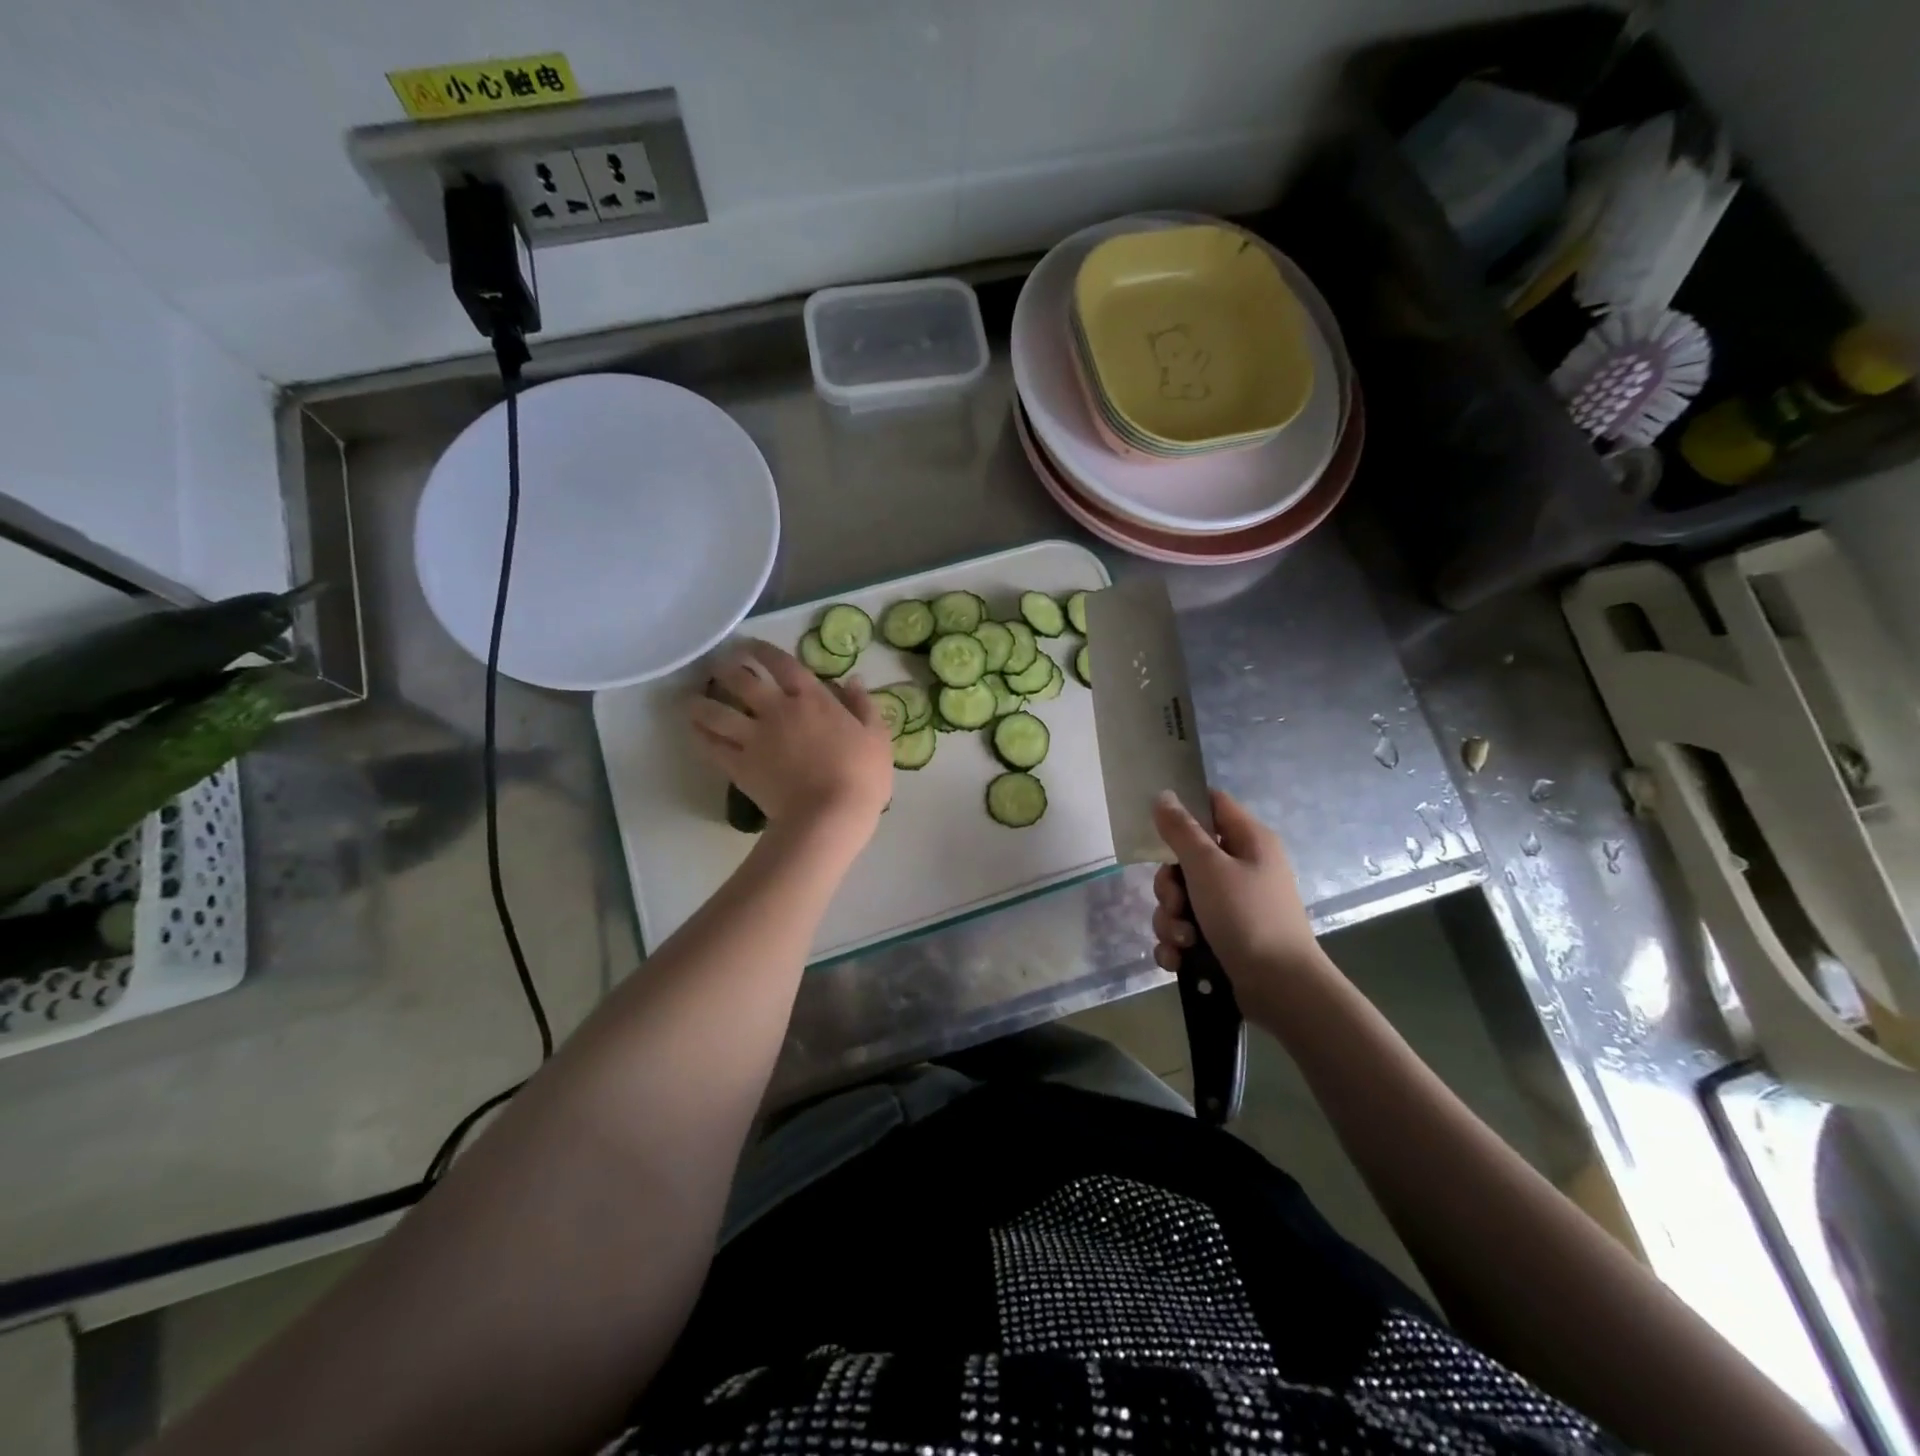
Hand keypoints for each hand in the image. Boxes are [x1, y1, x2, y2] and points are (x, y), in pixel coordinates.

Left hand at [690, 642, 892, 849]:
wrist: (830, 817)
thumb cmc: (862, 776)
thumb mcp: (876, 737)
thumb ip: (864, 705)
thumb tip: (853, 680)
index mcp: (812, 699)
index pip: (782, 664)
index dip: (763, 650)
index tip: (749, 644)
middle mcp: (777, 711)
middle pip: (742, 680)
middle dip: (726, 667)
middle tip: (717, 664)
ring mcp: (755, 738)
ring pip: (717, 712)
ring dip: (701, 702)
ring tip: (691, 698)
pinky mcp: (740, 766)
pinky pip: (713, 746)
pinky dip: (701, 736)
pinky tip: (694, 730)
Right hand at [1150, 789, 1327, 1013]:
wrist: (1281, 989)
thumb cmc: (1247, 917)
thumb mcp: (1207, 867)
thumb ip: (1181, 831)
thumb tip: (1163, 795)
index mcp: (1248, 841)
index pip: (1212, 804)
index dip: (1184, 811)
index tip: (1157, 828)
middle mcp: (1242, 868)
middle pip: (1186, 859)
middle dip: (1169, 886)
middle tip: (1176, 903)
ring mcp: (1234, 906)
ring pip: (1182, 900)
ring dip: (1170, 920)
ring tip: (1183, 941)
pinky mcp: (1225, 939)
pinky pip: (1187, 931)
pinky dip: (1178, 945)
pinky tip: (1179, 959)